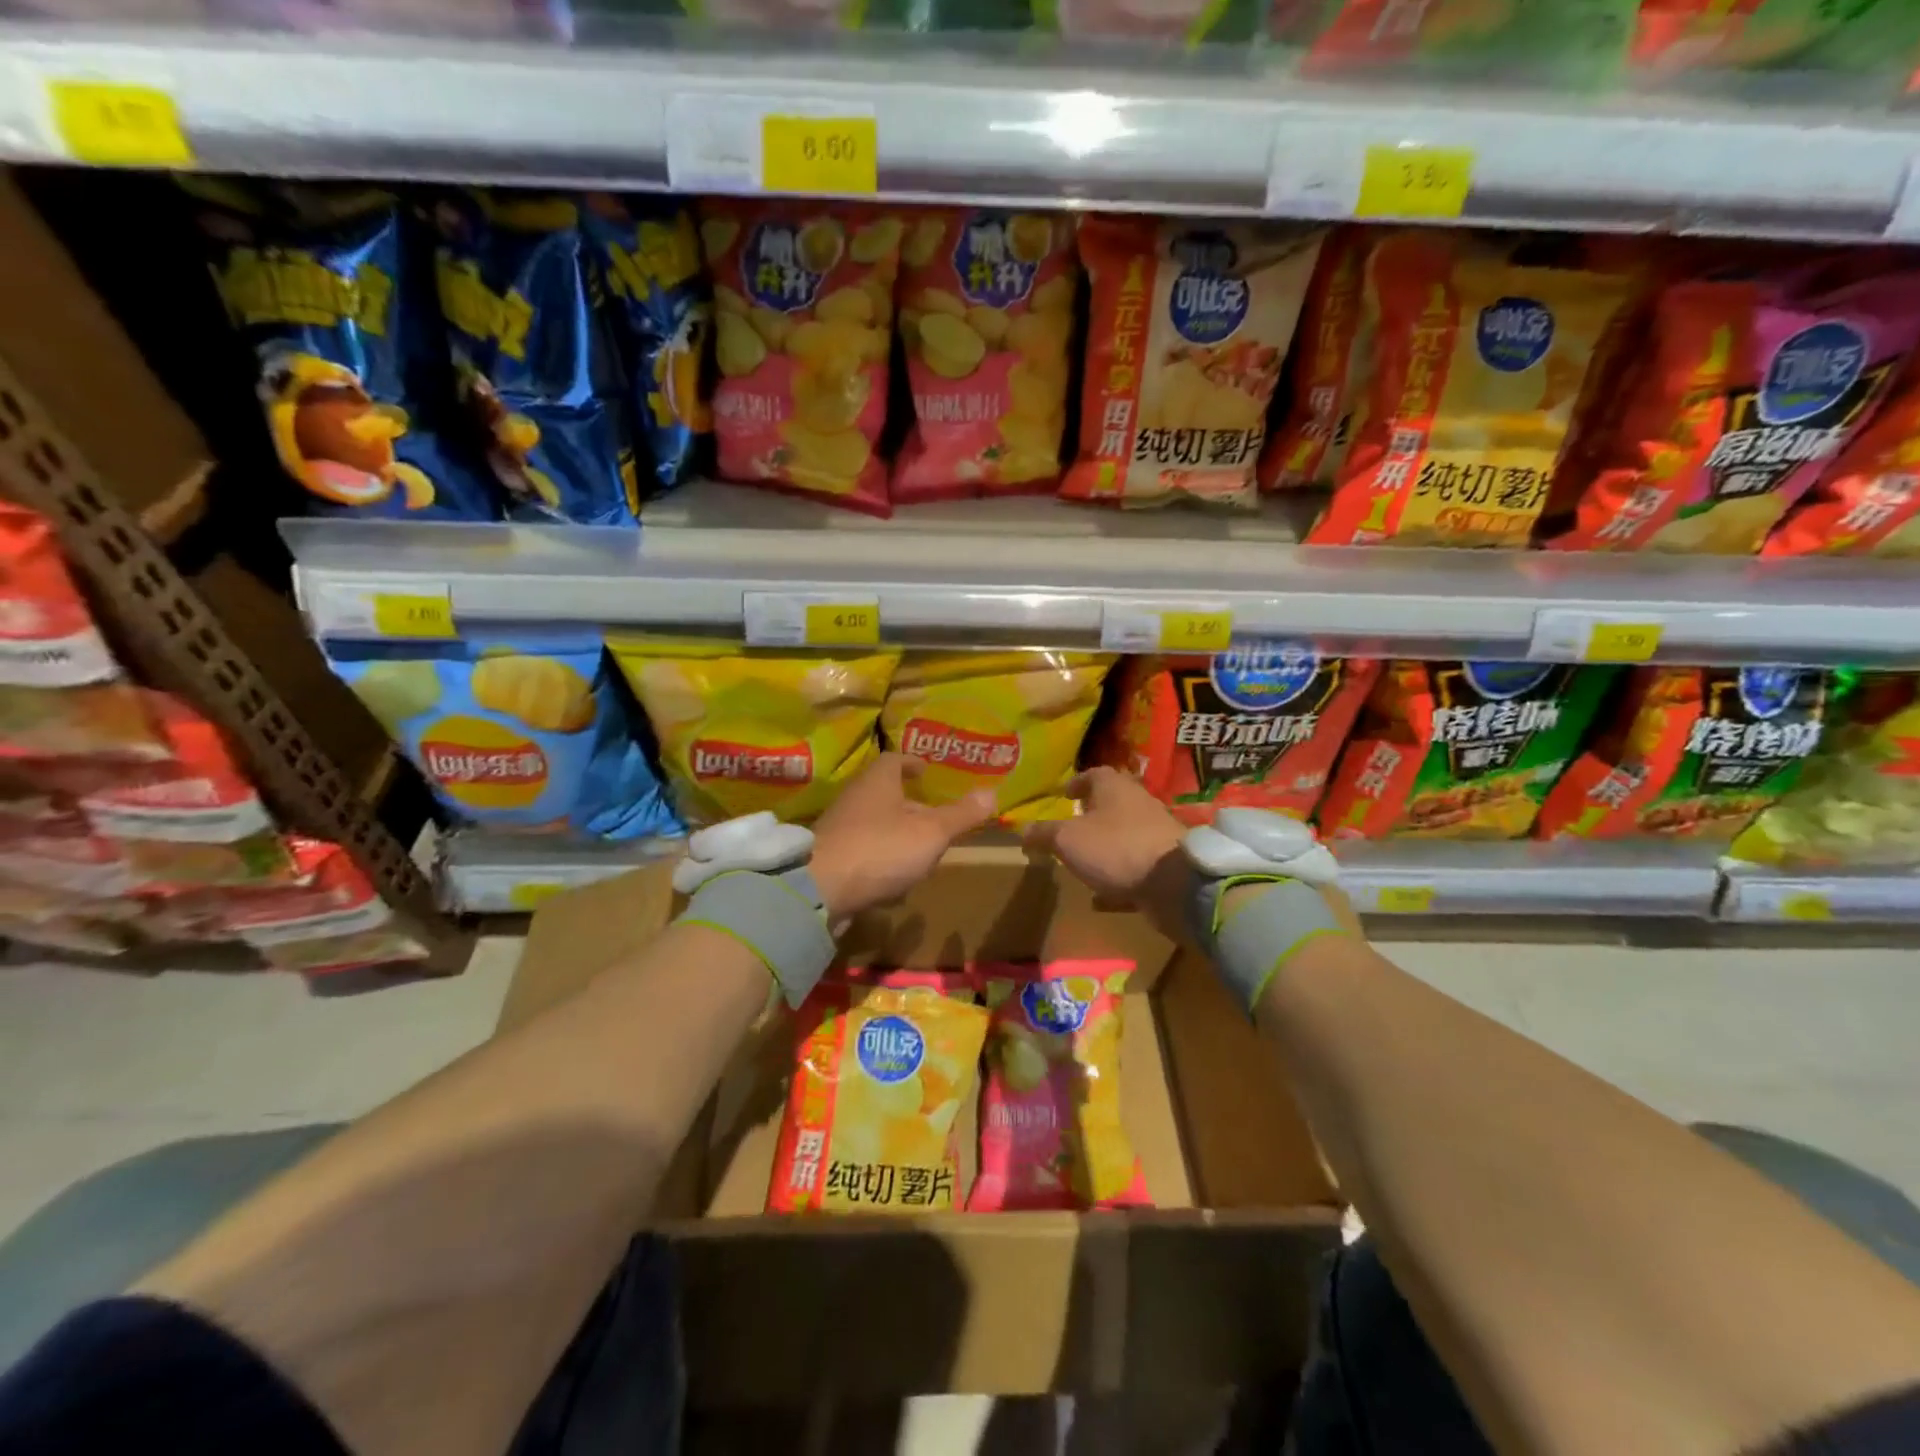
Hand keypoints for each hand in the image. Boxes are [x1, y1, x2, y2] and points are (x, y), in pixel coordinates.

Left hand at [808, 753, 995, 921]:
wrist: (819, 890)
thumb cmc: (881, 849)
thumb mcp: (931, 832)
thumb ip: (961, 815)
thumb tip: (992, 792)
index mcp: (878, 781)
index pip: (895, 760)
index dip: (913, 763)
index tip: (927, 770)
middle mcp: (855, 797)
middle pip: (885, 793)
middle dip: (909, 803)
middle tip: (934, 815)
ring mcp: (839, 828)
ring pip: (874, 823)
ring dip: (896, 833)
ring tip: (921, 849)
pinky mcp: (831, 858)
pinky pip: (862, 851)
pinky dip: (880, 858)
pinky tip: (895, 879)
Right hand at [1022, 767, 1185, 914]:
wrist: (1176, 883)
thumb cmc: (1115, 848)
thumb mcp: (1067, 840)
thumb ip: (1044, 834)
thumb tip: (1022, 831)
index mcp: (1114, 787)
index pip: (1093, 774)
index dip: (1077, 783)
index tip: (1065, 795)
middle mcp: (1138, 803)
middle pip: (1112, 802)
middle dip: (1092, 814)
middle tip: (1071, 827)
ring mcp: (1156, 832)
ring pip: (1125, 834)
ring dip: (1106, 845)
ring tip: (1084, 861)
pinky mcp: (1166, 863)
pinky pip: (1135, 866)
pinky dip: (1118, 877)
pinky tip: (1102, 897)